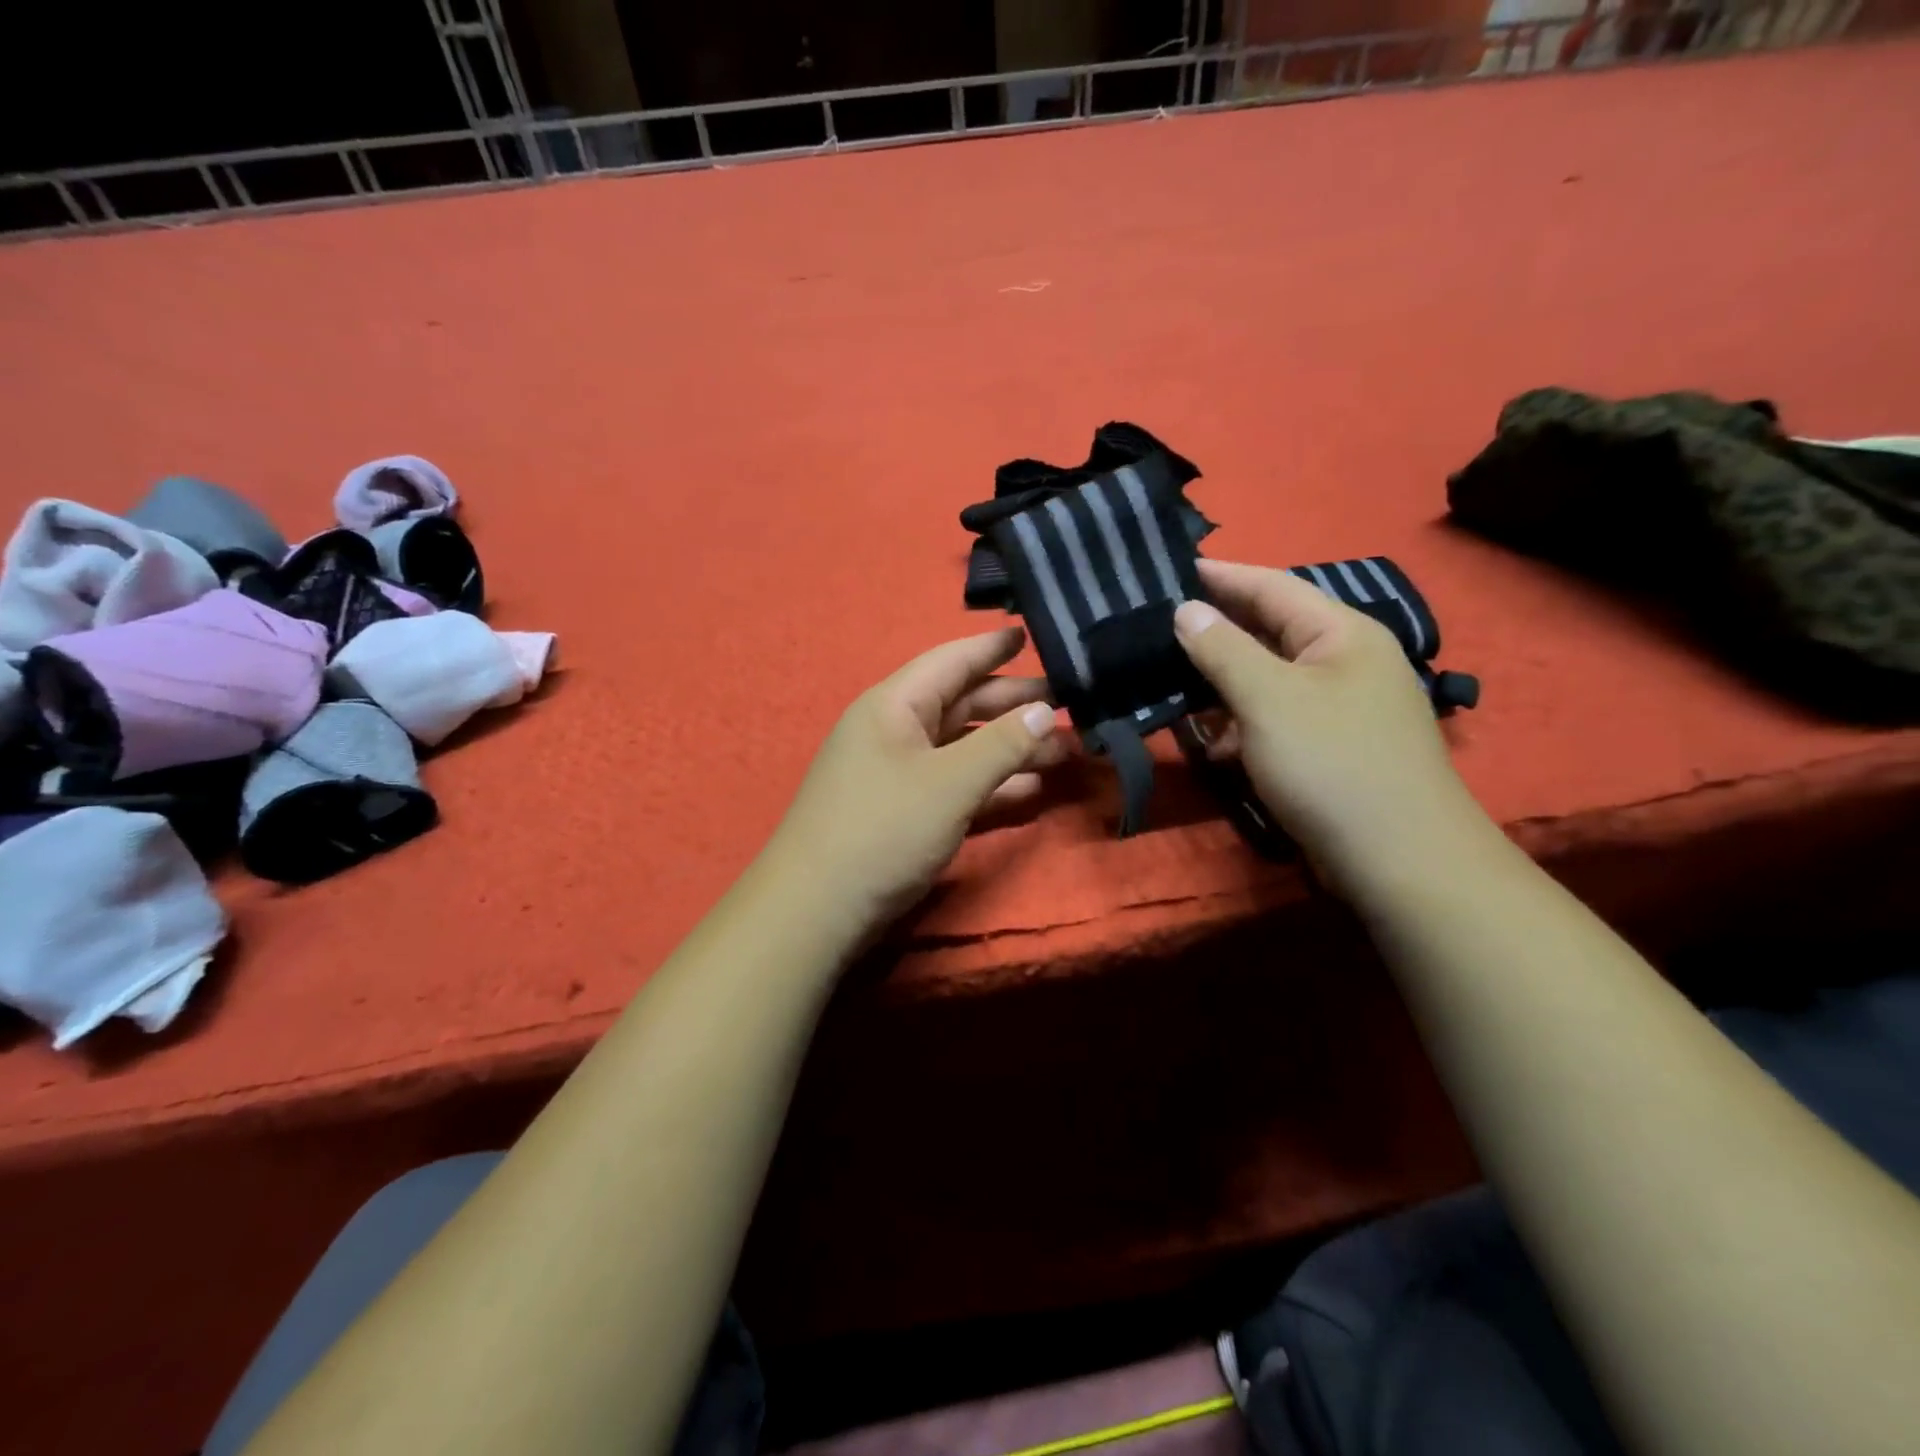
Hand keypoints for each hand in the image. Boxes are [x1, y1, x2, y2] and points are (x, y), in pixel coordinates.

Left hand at [765, 625, 1065, 936]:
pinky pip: (956, 784)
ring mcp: (899, 774)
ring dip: (1011, 748)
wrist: (818, 909)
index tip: (1031, 632)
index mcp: (894, 706)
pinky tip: (1032, 789)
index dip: (992, 647)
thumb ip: (1002, 744)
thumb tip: (1046, 711)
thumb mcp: (950, 782)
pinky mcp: (905, 812)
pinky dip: (992, 784)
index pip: (951, 661)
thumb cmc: (883, 829)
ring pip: (964, 748)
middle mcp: (895, 731)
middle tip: (1071, 701)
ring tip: (1066, 750)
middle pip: (963, 704)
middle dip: (1015, 704)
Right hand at [1174, 559, 1484, 895]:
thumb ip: (1223, 650)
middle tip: (1156, 629)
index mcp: (1341, 633)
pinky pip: (1275, 719)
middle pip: (1268, 632)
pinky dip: (1240, 726)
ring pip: (1267, 680)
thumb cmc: (1332, 763)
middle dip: (1214, 634)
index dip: (1221, 576)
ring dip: (1221, 686)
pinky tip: (1211, 745)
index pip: (1272, 586)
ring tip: (1169, 687)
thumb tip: (1187, 610)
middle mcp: (1344, 661)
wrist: (1400, 861)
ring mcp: (1340, 707)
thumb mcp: (1268, 699)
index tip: (1169, 569)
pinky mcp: (1330, 748)